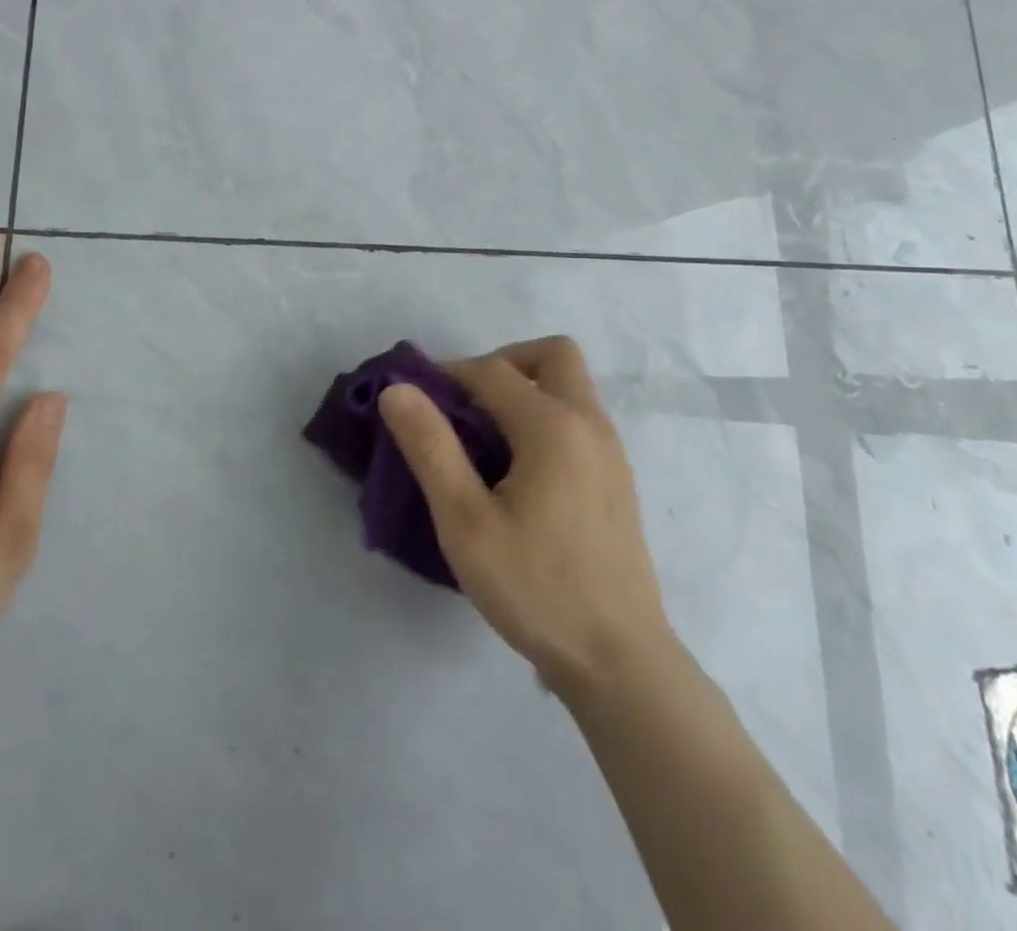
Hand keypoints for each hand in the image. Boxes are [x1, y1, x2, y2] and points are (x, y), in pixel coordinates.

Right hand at [379, 336, 674, 698]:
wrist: (619, 661)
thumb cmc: (536, 589)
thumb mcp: (466, 522)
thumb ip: (431, 448)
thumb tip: (397, 390)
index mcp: (553, 426)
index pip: (491, 370)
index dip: (447, 375)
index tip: (415, 402)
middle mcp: (590, 423)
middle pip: (550, 355)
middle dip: (502, 364)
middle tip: (466, 408)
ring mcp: (610, 450)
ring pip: (570, 385)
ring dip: (526, 389)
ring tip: (486, 440)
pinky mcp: (617, 477)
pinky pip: (579, 417)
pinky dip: (546, 416)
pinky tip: (520, 471)